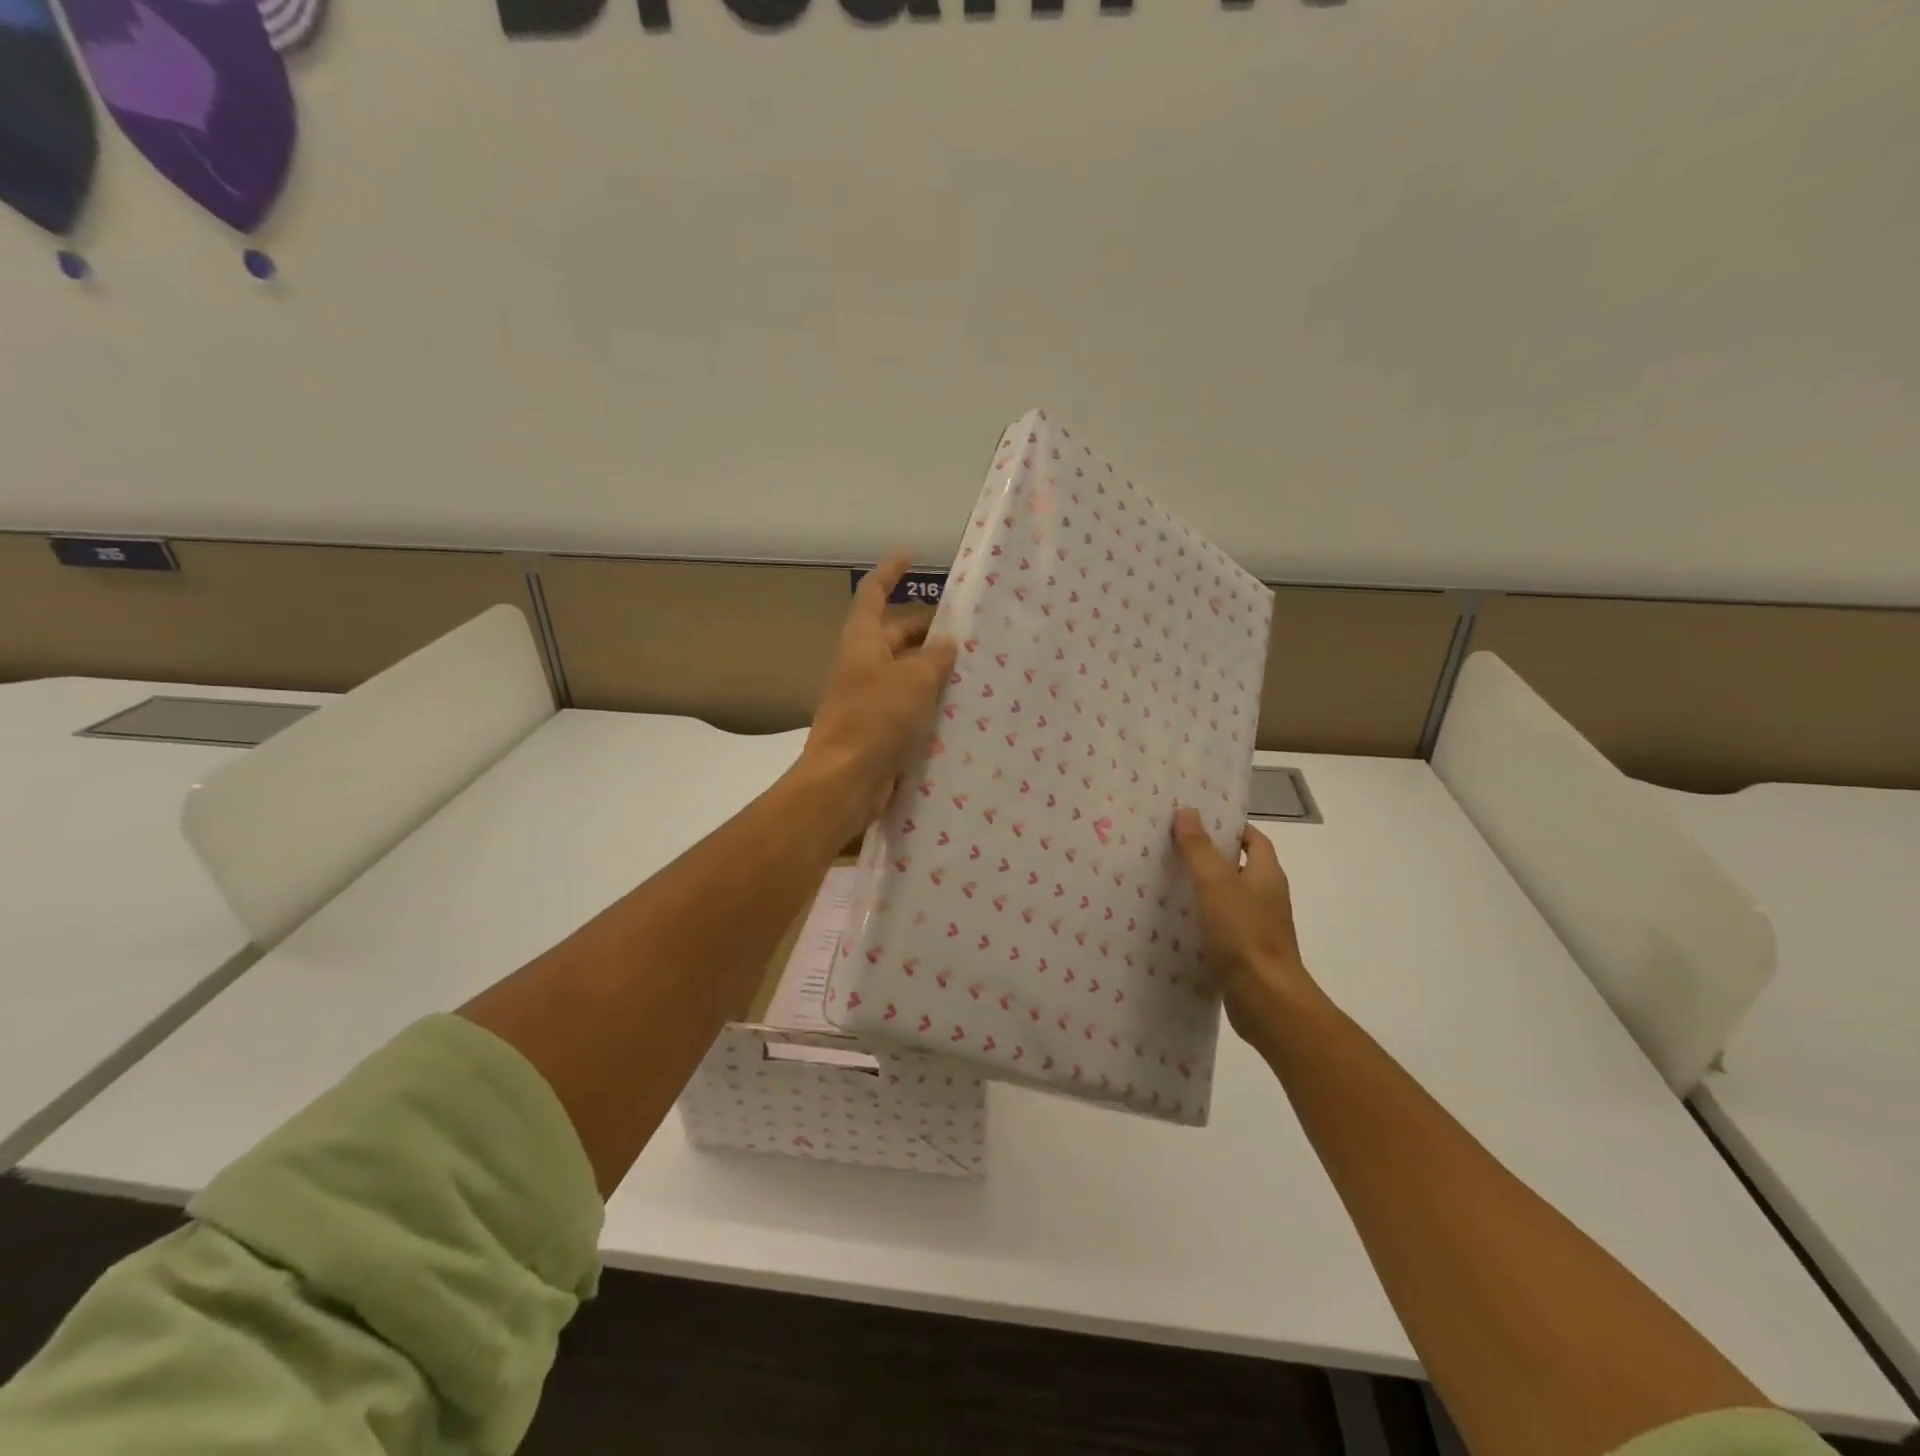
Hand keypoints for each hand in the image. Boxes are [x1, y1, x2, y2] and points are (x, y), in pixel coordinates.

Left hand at [803, 554, 957, 834]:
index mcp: (862, 643)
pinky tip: (959, 710)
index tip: (909, 557)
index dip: (889, 573)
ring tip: (972, 669)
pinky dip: (928, 703)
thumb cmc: (877, 719)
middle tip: (965, 631)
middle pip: (894, 637)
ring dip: (932, 670)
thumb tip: (946, 643)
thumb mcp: (914, 680)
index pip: (872, 595)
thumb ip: (934, 658)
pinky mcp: (878, 731)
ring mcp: (868, 700)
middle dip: (926, 631)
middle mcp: (862, 667)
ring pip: (904, 675)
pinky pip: (907, 707)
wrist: (846, 781)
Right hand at [1172, 808, 1317, 1044]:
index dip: (1229, 827)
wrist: (1265, 999)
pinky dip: (1202, 920)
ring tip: (1165, 879)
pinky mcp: (1245, 953)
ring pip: (1228, 898)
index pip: (1253, 839)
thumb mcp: (1215, 883)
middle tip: (1171, 846)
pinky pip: (1222, 926)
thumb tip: (1187, 812)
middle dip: (1209, 856)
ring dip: (1203, 889)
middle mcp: (1267, 897)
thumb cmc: (1243, 932)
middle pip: (1238, 866)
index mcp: (1267, 874)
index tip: (1197, 821)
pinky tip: (1175, 922)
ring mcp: (1258, 927)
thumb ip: (1199, 848)